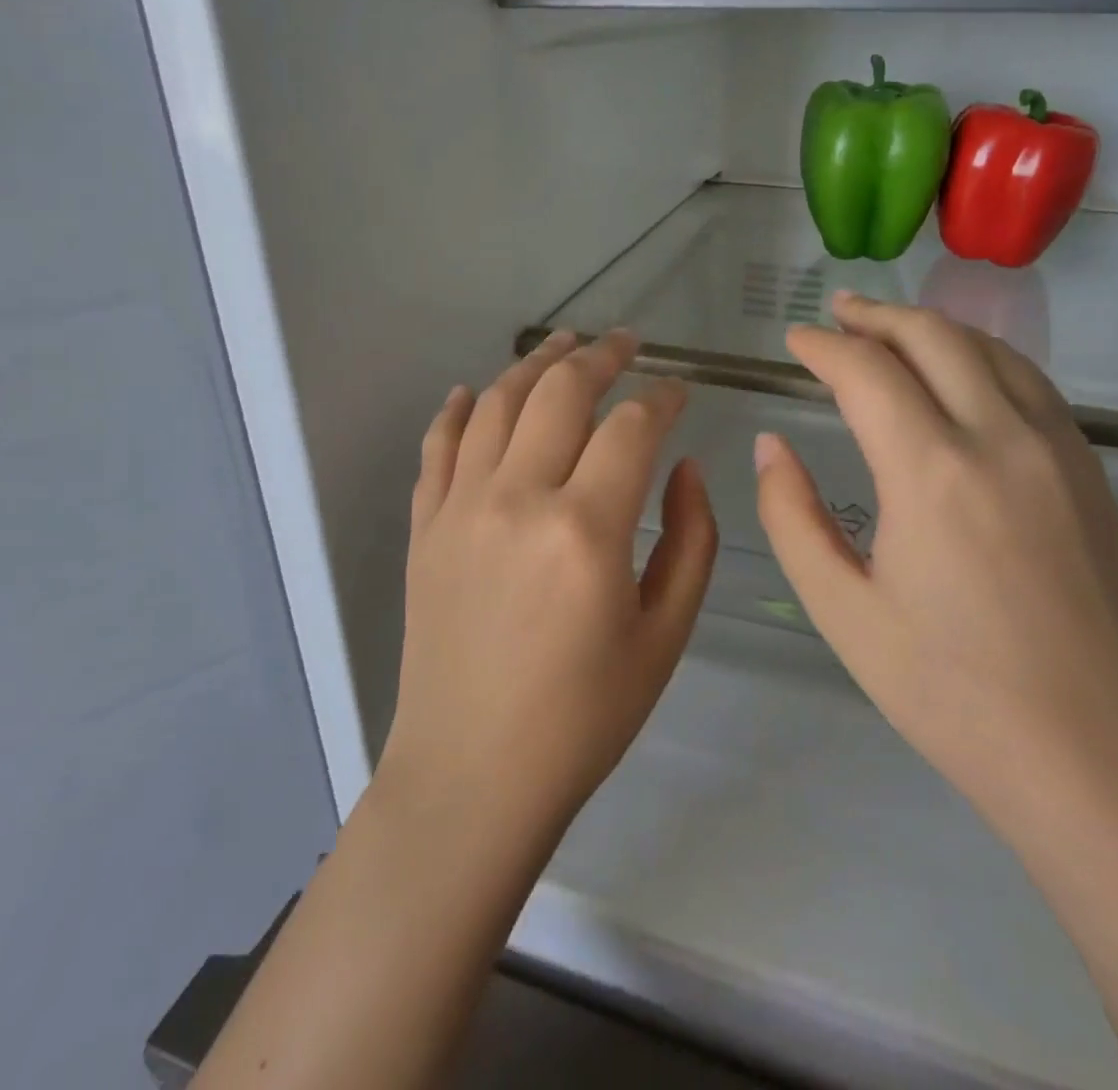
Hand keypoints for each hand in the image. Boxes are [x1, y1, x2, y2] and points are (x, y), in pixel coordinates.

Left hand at [380, 330, 717, 844]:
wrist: (472, 775)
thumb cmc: (584, 718)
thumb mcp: (665, 637)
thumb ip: (691, 540)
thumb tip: (685, 467)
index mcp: (586, 530)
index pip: (632, 427)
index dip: (663, 398)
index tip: (681, 390)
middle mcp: (517, 500)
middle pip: (560, 393)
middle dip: (601, 356)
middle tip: (626, 343)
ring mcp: (461, 508)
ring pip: (498, 403)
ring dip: (535, 364)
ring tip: (563, 343)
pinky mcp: (426, 527)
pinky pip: (439, 446)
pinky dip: (460, 410)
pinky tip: (477, 391)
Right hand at [754, 293, 1117, 844]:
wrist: (1097, 760)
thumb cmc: (950, 693)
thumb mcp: (842, 610)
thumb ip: (792, 516)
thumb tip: (771, 446)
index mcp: (931, 472)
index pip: (866, 372)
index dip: (822, 347)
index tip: (793, 341)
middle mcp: (1000, 439)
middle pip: (933, 337)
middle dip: (876, 317)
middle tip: (835, 313)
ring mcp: (1057, 450)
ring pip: (989, 349)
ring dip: (930, 328)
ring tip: (888, 329)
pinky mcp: (1089, 473)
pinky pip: (1029, 382)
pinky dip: (980, 356)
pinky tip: (959, 373)